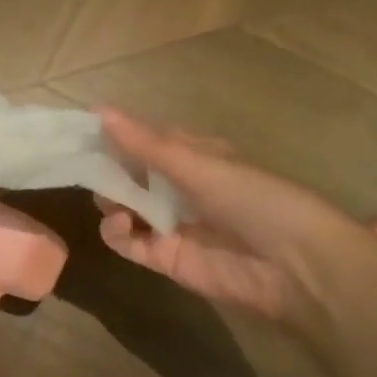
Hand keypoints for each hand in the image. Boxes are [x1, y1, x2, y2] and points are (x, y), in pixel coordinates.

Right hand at [96, 109, 376, 322]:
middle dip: (108, 170)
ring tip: (111, 202)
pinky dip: (117, 234)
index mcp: (195, 155)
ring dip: (111, 201)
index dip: (116, 134)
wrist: (294, 265)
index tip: (81, 131)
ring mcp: (173, 224)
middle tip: (86, 169)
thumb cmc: (252, 197)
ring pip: (125, 207)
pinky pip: (130, 243)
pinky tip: (122, 226)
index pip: (146, 139)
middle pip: (131, 174)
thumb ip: (145, 143)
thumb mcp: (197, 163)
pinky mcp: (167, 259)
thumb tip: (98, 111)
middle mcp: (181, 187)